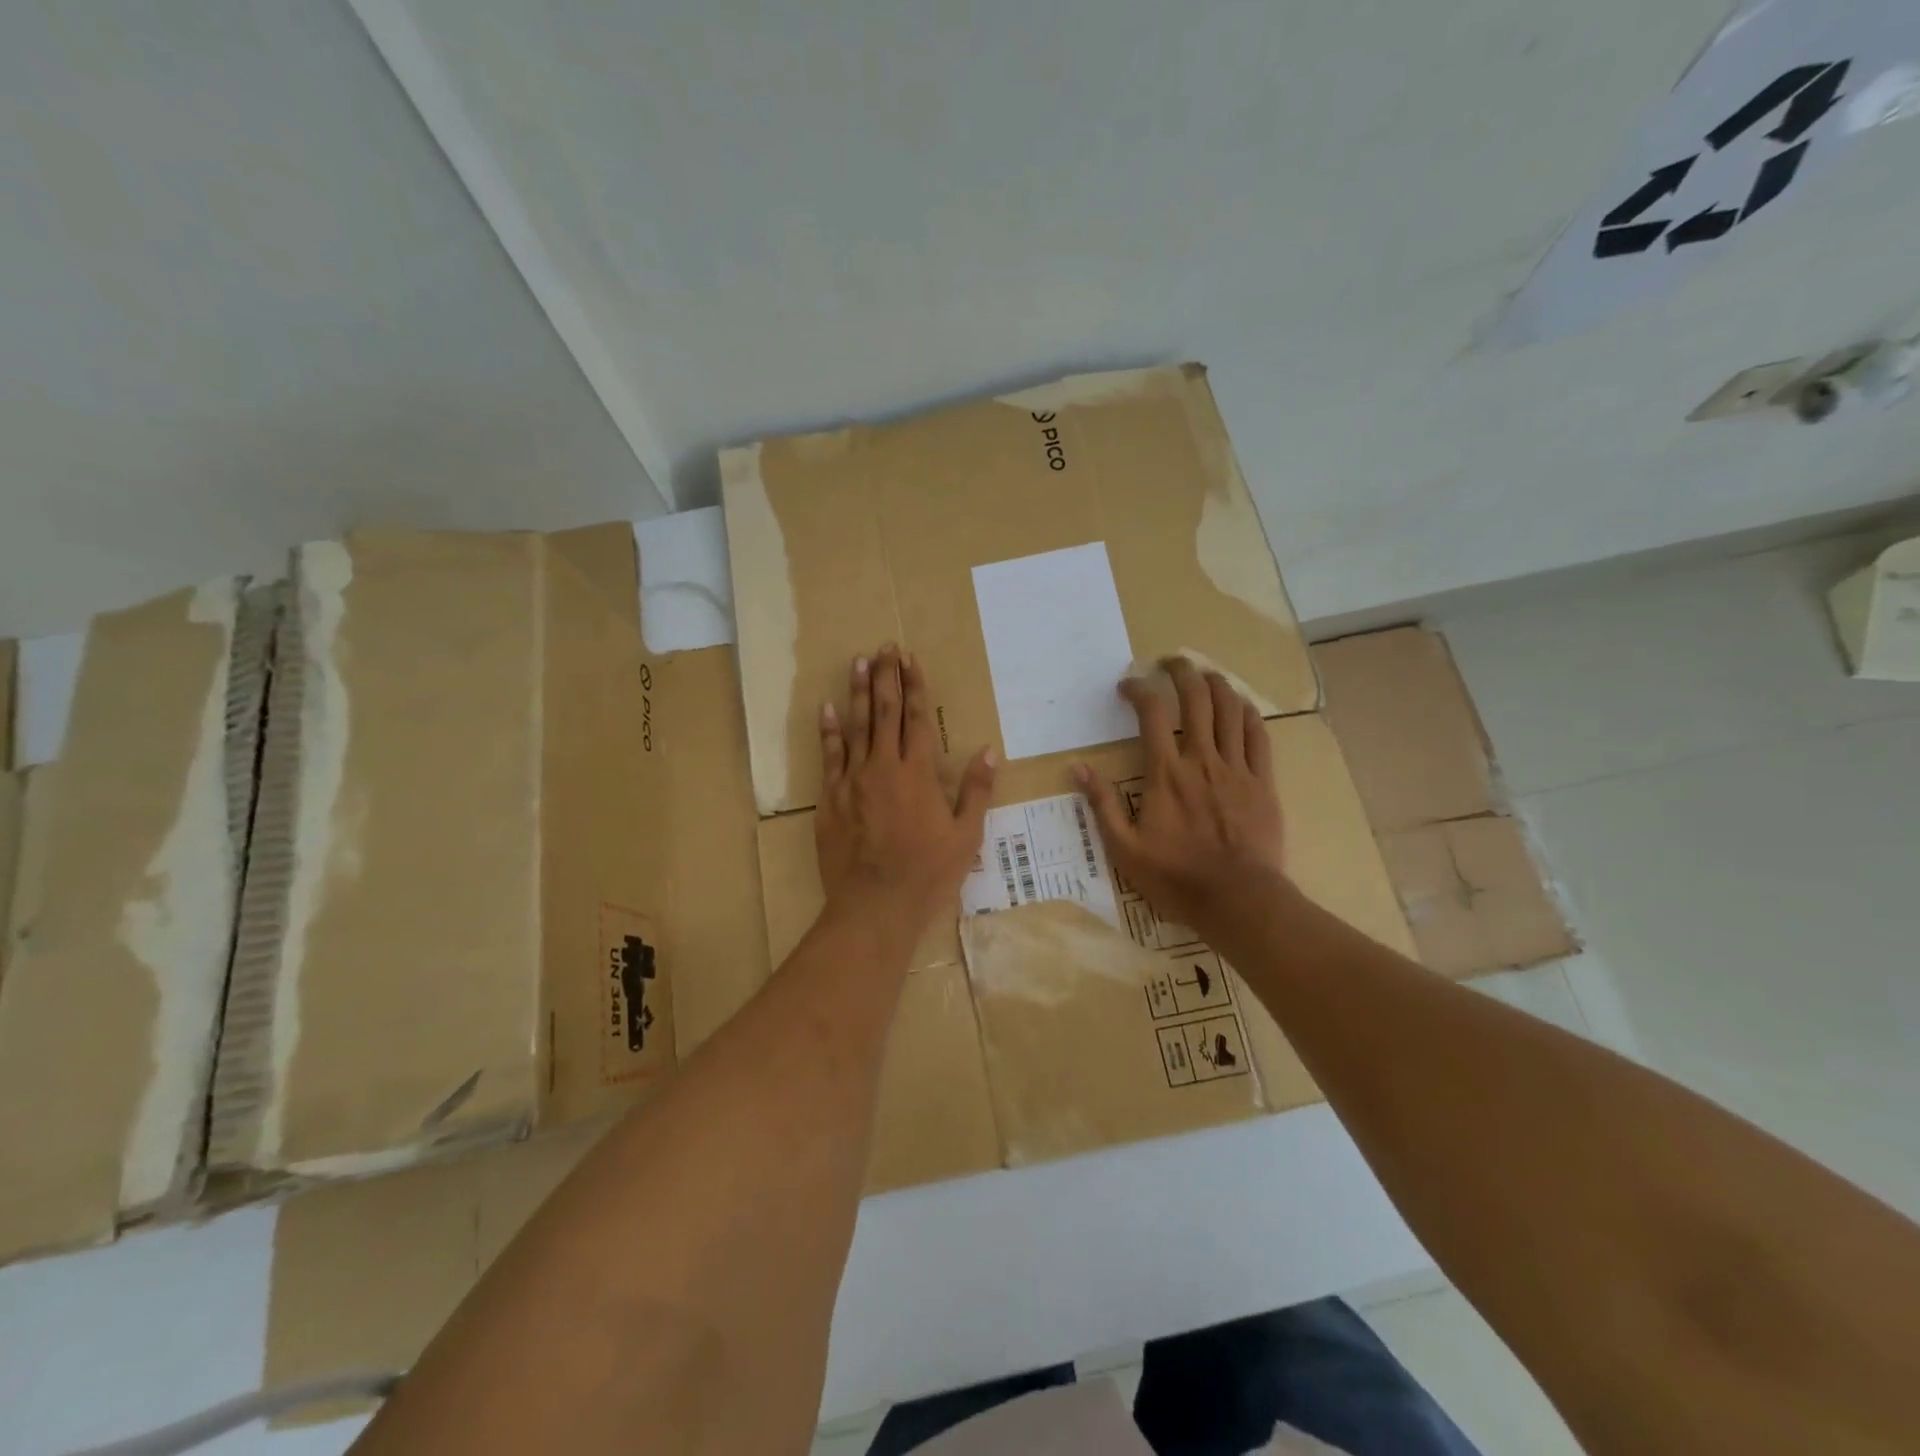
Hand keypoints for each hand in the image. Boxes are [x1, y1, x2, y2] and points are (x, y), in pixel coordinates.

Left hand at [817, 644, 995, 929]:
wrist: (875, 905)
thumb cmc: (927, 873)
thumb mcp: (966, 836)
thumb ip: (976, 790)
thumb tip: (989, 751)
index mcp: (919, 773)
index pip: (917, 718)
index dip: (914, 686)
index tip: (910, 659)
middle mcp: (884, 767)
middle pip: (885, 712)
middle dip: (886, 677)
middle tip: (884, 648)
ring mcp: (853, 780)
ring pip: (856, 726)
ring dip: (858, 692)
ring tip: (858, 662)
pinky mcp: (831, 798)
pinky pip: (829, 756)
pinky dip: (829, 730)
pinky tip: (827, 708)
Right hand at [1075, 658, 1286, 931]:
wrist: (1237, 899)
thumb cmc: (1176, 877)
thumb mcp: (1124, 848)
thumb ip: (1102, 805)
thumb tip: (1078, 768)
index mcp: (1165, 773)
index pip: (1152, 714)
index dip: (1139, 690)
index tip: (1127, 686)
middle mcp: (1201, 759)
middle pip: (1195, 699)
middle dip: (1181, 672)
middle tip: (1170, 662)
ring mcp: (1236, 768)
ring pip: (1230, 710)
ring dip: (1216, 683)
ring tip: (1205, 674)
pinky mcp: (1263, 782)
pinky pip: (1258, 736)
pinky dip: (1248, 713)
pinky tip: (1240, 705)